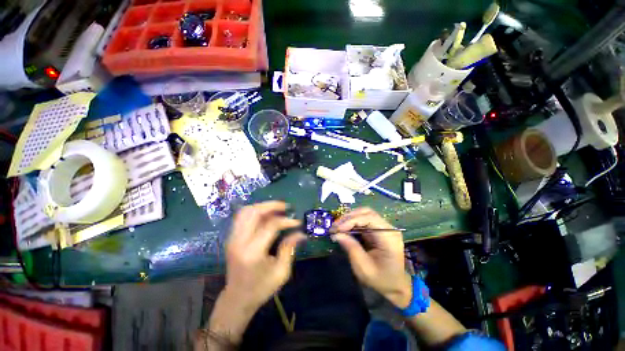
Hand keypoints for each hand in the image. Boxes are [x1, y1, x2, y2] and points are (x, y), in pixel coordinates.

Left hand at [224, 201, 305, 310]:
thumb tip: (300, 233)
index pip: (271, 225)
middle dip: (272, 206)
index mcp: (253, 252)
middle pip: (254, 212)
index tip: (297, 222)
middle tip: (286, 207)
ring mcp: (232, 238)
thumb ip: (289, 248)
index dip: (286, 221)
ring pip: (245, 211)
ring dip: (262, 206)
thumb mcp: (281, 272)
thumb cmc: (261, 288)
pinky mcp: (231, 238)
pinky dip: (255, 212)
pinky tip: (266, 215)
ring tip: (277, 209)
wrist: (237, 299)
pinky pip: (242, 217)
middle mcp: (239, 241)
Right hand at [331, 207, 411, 308]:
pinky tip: (344, 228)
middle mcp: (388, 228)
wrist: (395, 286)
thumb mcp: (363, 268)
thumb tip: (336, 234)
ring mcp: (384, 227)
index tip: (337, 229)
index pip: (369, 218)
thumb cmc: (381, 280)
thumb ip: (350, 248)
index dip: (351, 220)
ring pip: (364, 214)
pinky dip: (352, 223)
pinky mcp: (378, 229)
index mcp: (389, 237)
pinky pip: (363, 220)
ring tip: (337, 227)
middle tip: (334, 226)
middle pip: (366, 212)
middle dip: (348, 217)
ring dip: (349, 218)